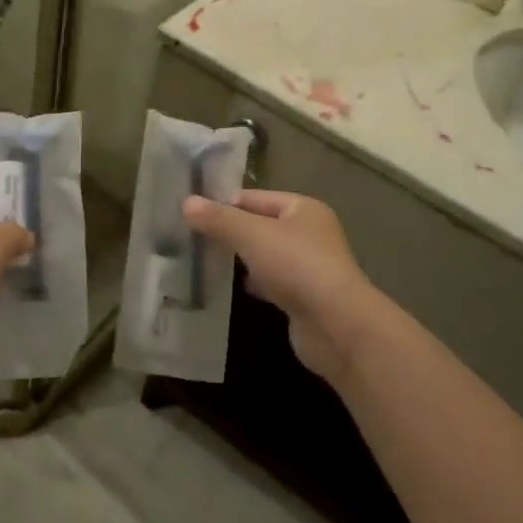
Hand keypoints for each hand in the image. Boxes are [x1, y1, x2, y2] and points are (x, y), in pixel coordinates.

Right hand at [183, 190, 376, 383]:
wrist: (336, 325)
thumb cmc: (296, 266)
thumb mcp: (251, 235)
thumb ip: (219, 219)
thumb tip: (187, 203)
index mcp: (303, 208)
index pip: (254, 198)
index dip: (224, 203)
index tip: (191, 215)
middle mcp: (309, 233)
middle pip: (260, 226)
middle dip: (230, 232)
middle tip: (193, 238)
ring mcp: (309, 267)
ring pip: (265, 255)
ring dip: (241, 260)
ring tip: (205, 262)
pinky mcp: (304, 297)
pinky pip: (272, 282)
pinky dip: (253, 284)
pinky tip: (232, 289)